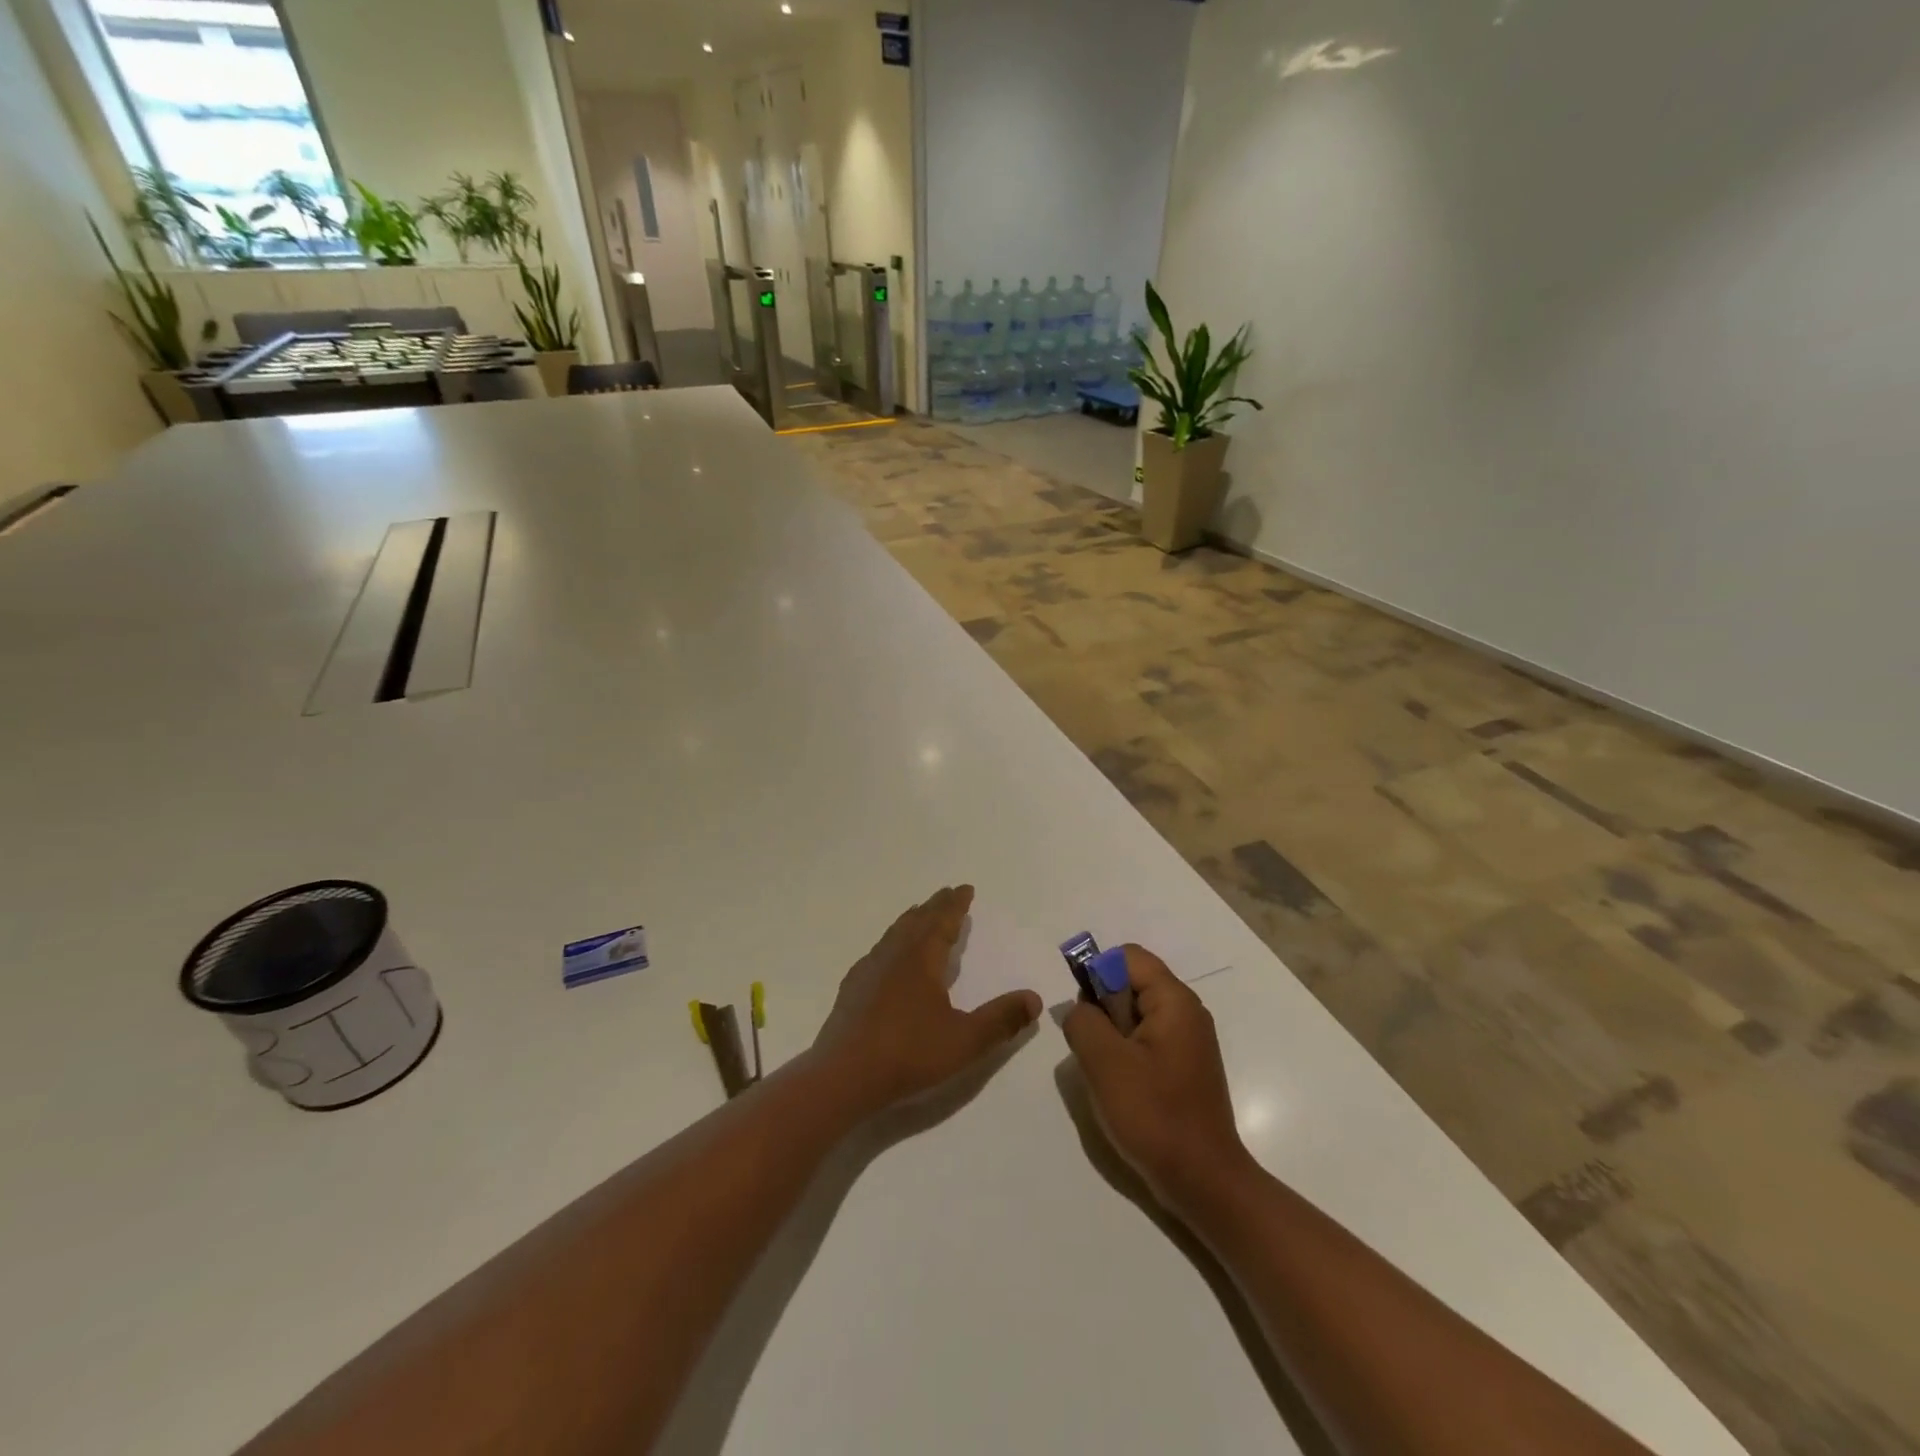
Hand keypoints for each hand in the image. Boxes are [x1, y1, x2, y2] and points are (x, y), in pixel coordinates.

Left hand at [811, 886, 1041, 1115]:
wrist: (843, 1076)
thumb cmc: (908, 1054)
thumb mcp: (965, 1041)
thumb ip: (1001, 1020)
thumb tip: (1034, 998)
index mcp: (921, 959)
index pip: (942, 921)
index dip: (956, 905)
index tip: (965, 888)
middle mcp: (894, 955)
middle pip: (917, 920)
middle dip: (935, 906)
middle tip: (947, 894)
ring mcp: (868, 970)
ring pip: (894, 934)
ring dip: (911, 920)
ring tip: (920, 915)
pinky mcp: (852, 989)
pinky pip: (878, 952)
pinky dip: (891, 943)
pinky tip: (887, 958)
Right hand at [1062, 945, 1255, 1213]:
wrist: (1204, 1182)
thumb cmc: (1155, 1116)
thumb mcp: (1105, 1063)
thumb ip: (1083, 1021)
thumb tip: (1082, 1009)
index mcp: (1174, 1001)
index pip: (1128, 957)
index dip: (1097, 973)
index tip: (1086, 1015)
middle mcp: (1186, 1012)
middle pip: (1131, 983)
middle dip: (1103, 1008)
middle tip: (1095, 1050)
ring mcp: (1187, 1040)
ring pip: (1134, 1013)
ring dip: (1111, 1034)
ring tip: (1106, 1073)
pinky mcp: (1183, 1066)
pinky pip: (1145, 1040)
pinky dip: (1125, 1053)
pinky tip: (1121, 1087)